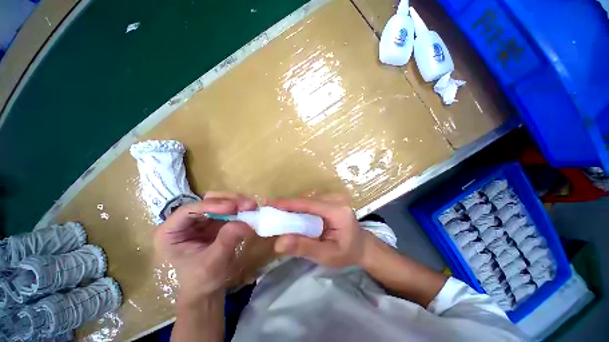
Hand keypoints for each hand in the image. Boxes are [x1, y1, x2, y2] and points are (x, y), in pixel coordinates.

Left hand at [154, 192, 255, 302]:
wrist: (208, 290)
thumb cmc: (202, 280)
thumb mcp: (213, 263)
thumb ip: (226, 241)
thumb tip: (244, 223)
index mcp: (171, 233)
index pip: (189, 211)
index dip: (211, 205)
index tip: (232, 207)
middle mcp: (185, 222)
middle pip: (207, 201)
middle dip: (229, 201)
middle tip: (248, 205)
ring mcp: (201, 220)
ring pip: (220, 201)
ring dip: (237, 202)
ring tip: (252, 206)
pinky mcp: (215, 221)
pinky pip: (229, 209)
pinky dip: (240, 208)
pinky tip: (251, 210)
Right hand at [270, 194, 368, 267]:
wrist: (361, 246)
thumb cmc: (346, 253)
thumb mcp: (326, 255)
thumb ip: (303, 248)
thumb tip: (278, 242)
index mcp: (337, 211)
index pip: (308, 204)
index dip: (288, 203)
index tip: (269, 204)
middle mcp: (336, 199)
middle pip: (306, 199)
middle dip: (287, 205)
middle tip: (269, 211)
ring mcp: (334, 197)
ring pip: (307, 199)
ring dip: (292, 206)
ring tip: (277, 213)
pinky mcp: (330, 199)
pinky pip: (311, 201)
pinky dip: (299, 207)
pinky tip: (291, 214)